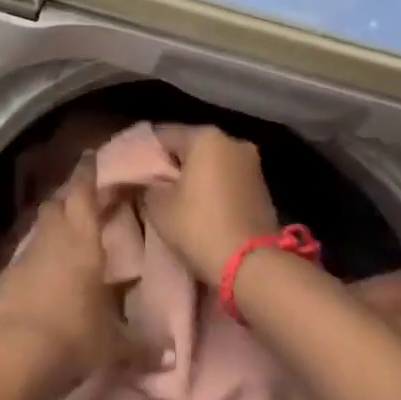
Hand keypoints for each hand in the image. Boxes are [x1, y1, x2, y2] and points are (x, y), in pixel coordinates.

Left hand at [0, 159, 156, 397]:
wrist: (9, 357)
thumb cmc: (73, 337)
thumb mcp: (114, 345)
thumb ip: (142, 346)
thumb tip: (171, 357)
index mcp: (82, 240)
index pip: (83, 193)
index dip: (87, 172)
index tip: (90, 156)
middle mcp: (51, 239)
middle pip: (57, 204)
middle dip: (69, 197)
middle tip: (85, 199)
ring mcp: (22, 258)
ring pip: (39, 230)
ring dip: (52, 228)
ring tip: (68, 238)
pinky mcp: (3, 281)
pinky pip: (24, 259)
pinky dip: (36, 260)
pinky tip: (44, 277)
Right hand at [142, 124, 279, 284]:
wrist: (251, 264)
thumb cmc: (198, 226)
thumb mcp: (158, 206)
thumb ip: (149, 185)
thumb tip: (150, 182)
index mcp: (205, 137)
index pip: (164, 135)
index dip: (147, 152)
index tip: (136, 172)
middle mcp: (233, 142)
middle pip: (192, 147)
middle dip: (175, 164)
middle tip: (156, 187)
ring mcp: (252, 164)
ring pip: (213, 163)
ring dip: (197, 177)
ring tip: (180, 200)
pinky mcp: (263, 188)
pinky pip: (229, 180)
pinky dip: (216, 189)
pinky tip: (204, 209)